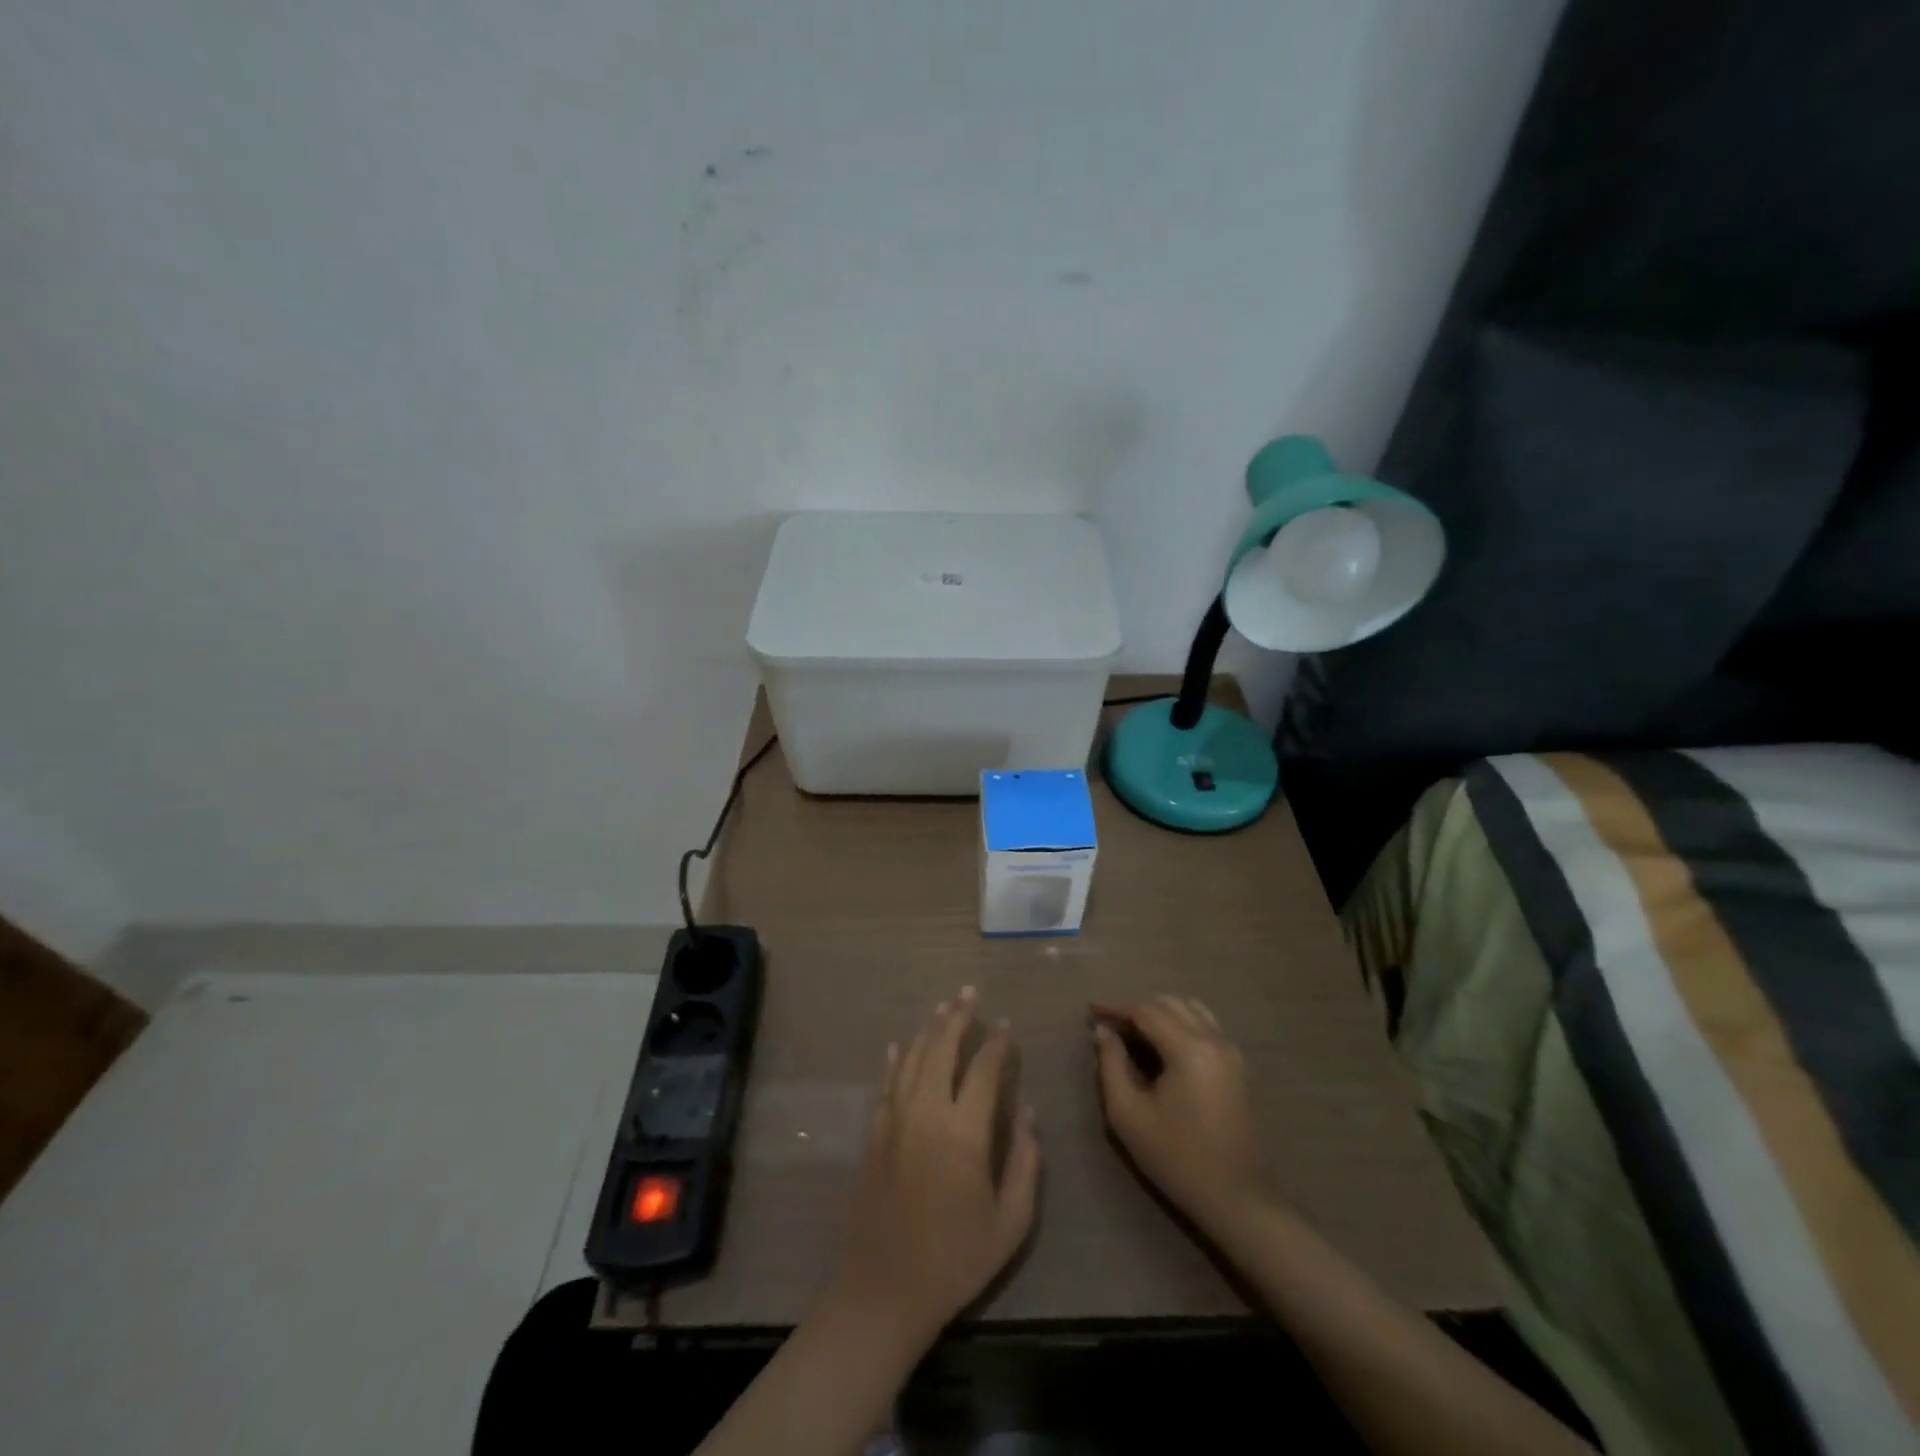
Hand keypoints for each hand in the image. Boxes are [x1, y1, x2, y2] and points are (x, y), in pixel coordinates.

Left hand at [823, 987, 1040, 1343]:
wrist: (883, 1291)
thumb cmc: (954, 1260)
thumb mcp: (1009, 1223)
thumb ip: (1025, 1163)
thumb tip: (1028, 1113)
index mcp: (963, 1132)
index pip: (984, 1069)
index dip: (997, 1042)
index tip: (1006, 1023)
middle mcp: (926, 1112)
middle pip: (941, 1048)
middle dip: (957, 1016)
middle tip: (968, 992)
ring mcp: (894, 1119)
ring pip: (912, 1058)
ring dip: (928, 1029)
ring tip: (942, 1007)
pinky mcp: (874, 1132)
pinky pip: (887, 1082)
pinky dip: (896, 1059)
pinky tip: (901, 1044)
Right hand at [1091, 995, 1267, 1231]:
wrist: (1237, 1199)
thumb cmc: (1177, 1158)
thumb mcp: (1129, 1115)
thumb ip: (1111, 1065)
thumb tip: (1104, 1031)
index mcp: (1189, 1049)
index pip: (1146, 1010)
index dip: (1115, 1007)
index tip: (1090, 1010)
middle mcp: (1214, 1039)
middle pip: (1169, 1003)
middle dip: (1136, 1007)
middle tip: (1108, 1024)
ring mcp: (1230, 1050)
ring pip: (1190, 1009)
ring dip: (1159, 1012)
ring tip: (1132, 1031)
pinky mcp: (1237, 1065)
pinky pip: (1205, 1024)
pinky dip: (1179, 1022)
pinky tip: (1161, 1044)